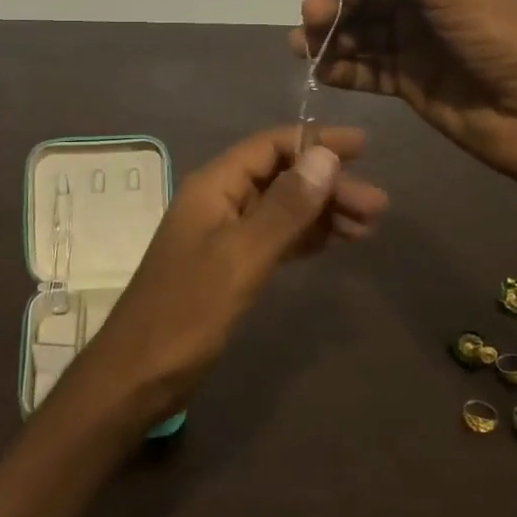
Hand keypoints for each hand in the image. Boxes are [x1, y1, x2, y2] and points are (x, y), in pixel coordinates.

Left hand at [59, 126, 386, 428]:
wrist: (139, 375)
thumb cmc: (187, 312)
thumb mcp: (241, 257)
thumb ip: (285, 208)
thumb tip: (326, 156)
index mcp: (214, 186)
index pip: (270, 146)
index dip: (316, 142)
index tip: (364, 148)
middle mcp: (219, 201)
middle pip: (281, 177)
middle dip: (329, 185)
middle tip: (378, 207)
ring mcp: (223, 234)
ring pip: (282, 209)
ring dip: (323, 212)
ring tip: (369, 227)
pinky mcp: (230, 266)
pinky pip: (275, 238)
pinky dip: (306, 237)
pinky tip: (336, 243)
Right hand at [289, 0, 516, 184]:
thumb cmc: (505, 32)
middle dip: (333, 2)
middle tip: (313, 21)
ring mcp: (420, 42)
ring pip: (360, 31)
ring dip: (329, 35)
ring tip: (305, 47)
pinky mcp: (413, 83)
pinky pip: (367, 69)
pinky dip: (341, 67)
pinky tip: (320, 69)